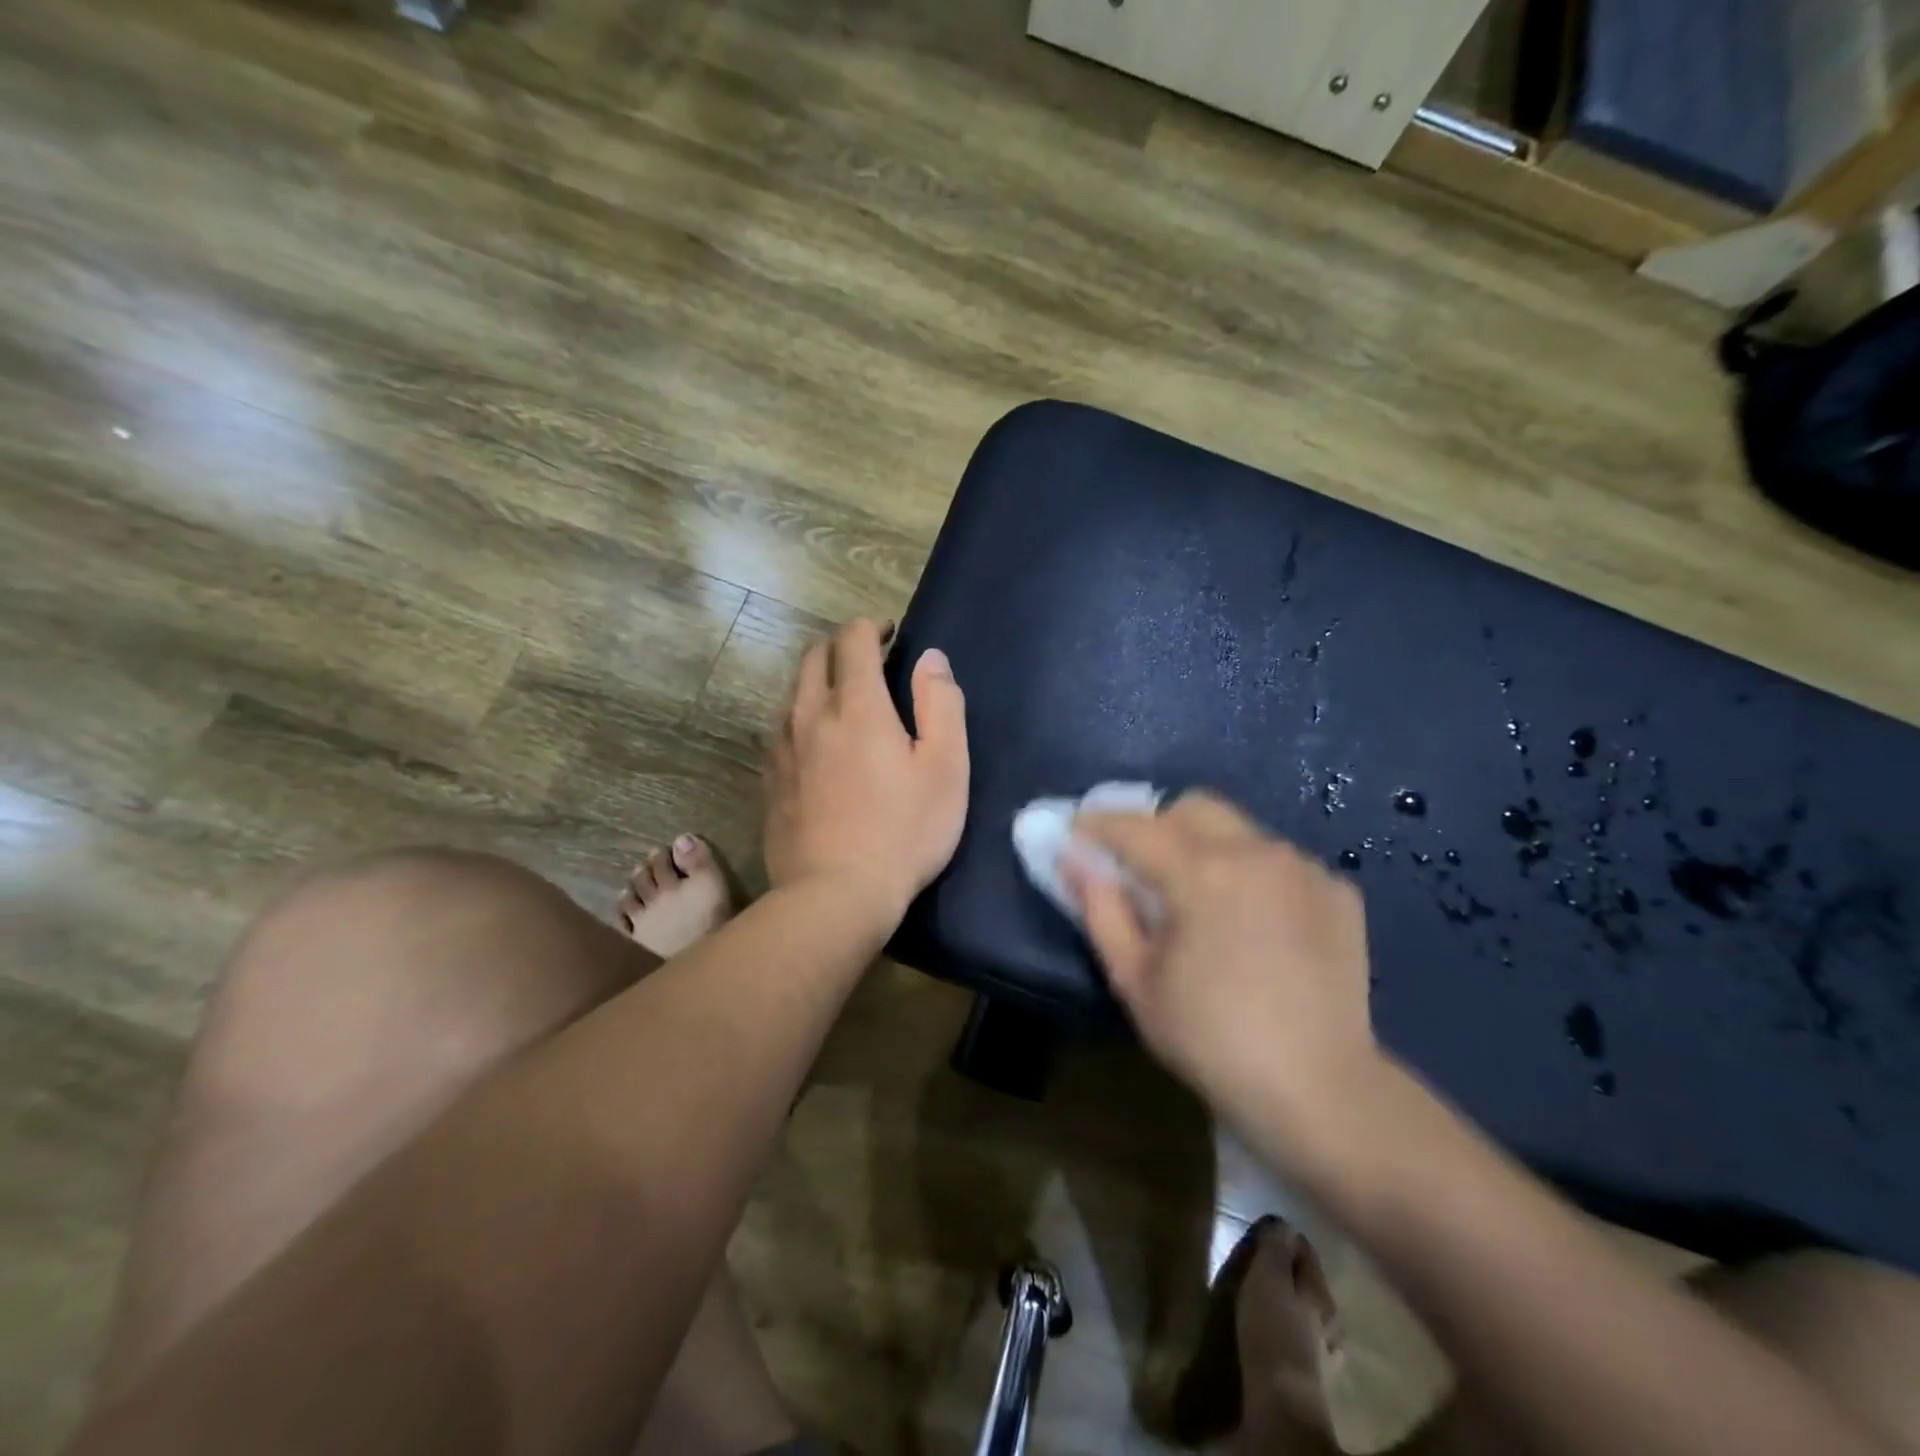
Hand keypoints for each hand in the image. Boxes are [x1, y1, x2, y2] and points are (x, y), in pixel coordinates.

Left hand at [764, 618, 968, 928]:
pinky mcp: (769, 781)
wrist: (835, 895)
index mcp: (857, 706)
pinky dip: (799, 719)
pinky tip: (814, 744)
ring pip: (792, 693)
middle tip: (869, 661)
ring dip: (817, 682)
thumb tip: (930, 658)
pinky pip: (779, 731)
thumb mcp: (946, 768)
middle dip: (841, 647)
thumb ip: (941, 704)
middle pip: (813, 657)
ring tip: (842, 701)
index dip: (872, 626)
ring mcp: (783, 749)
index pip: (853, 640)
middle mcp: (810, 716)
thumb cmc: (904, 832)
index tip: (890, 634)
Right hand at [1070, 792, 1381, 1145]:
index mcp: (1202, 874)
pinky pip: (1279, 861)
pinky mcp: (1337, 891)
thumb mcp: (1135, 981)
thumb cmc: (1210, 1039)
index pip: (1136, 828)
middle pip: (1194, 807)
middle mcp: (1256, 853)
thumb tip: (1075, 861)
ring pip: (1239, 830)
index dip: (1099, 824)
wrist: (1319, 1090)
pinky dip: (1254, 874)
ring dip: (1207, 847)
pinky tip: (1255, 921)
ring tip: (1202, 897)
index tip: (1077, 831)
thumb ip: (1101, 911)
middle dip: (1157, 824)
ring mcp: (1303, 868)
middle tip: (1140, 863)